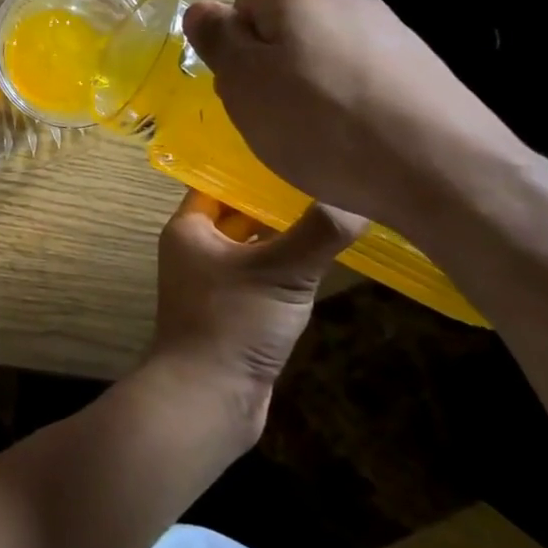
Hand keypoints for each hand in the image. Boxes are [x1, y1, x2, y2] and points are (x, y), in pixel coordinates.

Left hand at [150, 190, 366, 429]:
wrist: (210, 397)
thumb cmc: (233, 322)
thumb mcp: (281, 272)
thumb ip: (318, 233)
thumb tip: (357, 196)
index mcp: (190, 228)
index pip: (220, 181)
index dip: (253, 166)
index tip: (296, 149)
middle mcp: (196, 248)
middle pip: (239, 211)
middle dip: (276, 198)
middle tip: (325, 177)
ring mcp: (215, 281)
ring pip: (254, 244)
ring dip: (285, 232)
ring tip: (332, 207)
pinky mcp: (235, 309)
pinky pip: (262, 274)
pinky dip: (286, 264)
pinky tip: (322, 255)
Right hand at [183, 0, 525, 226]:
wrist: (445, 172)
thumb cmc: (321, 126)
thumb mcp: (244, 84)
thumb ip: (217, 40)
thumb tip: (200, 9)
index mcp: (299, 0)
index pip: (243, 5)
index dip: (233, 48)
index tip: (239, 91)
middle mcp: (348, 3)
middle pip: (287, 30)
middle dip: (271, 68)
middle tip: (270, 119)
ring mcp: (394, 36)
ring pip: (327, 56)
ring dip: (311, 88)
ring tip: (317, 139)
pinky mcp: (427, 73)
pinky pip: (366, 81)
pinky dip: (351, 106)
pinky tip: (357, 143)